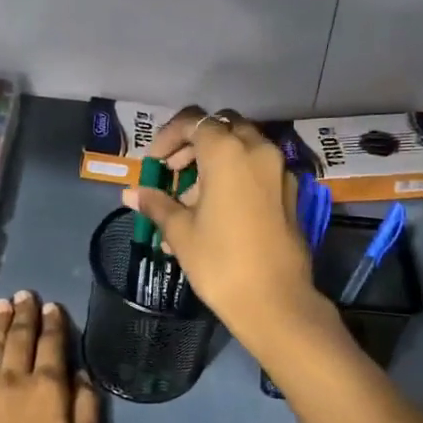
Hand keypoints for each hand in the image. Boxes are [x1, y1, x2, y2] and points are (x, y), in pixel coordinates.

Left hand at [0, 291, 100, 422]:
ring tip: (3, 303)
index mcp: (48, 390)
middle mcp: (15, 380)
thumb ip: (87, 408)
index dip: (53, 324)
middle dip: (24, 314)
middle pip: (19, 338)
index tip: (51, 306)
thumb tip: (81, 373)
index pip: (52, 346)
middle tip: (25, 294)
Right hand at [123, 107, 332, 354]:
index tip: (155, 163)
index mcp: (227, 152)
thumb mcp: (180, 232)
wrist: (275, 301)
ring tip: (190, 201)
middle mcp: (258, 150)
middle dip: (194, 144)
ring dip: (215, 162)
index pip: (194, 122)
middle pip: (222, 128)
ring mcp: (279, 170)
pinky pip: (258, 171)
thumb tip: (132, 193)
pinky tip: (218, 212)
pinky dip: (236, 177)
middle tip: (173, 173)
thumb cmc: (220, 262)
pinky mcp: (290, 193)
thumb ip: (157, 204)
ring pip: (243, 148)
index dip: (168, 137)